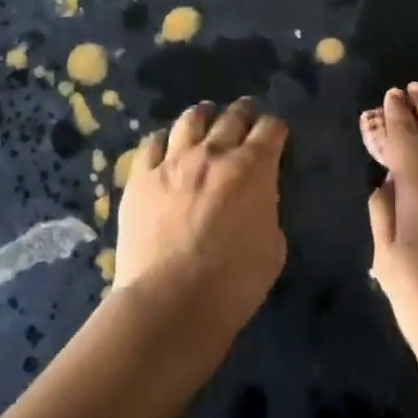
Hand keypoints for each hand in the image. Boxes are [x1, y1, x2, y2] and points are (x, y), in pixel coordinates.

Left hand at [116, 98, 287, 337]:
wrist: (170, 304)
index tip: (276, 135)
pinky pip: (151, 144)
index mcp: (253, 168)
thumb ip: (267, 211)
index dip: (276, 129)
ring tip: (206, 116)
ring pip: (190, 120)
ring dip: (203, 116)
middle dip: (244, 112)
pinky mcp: (141, 177)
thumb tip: (257, 198)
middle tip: (246, 113)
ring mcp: (173, 161)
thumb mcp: (273, 248)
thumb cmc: (233, 284)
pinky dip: (163, 141)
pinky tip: (165, 146)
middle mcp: (214, 153)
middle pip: (232, 116)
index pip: (271, 129)